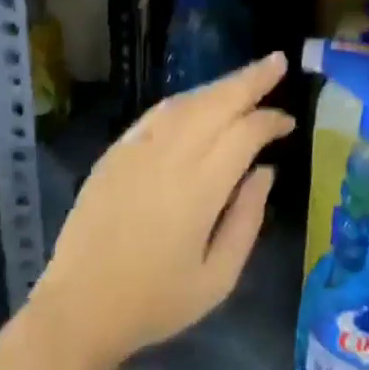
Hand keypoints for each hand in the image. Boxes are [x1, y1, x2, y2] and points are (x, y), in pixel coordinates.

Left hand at [32, 53, 292, 369]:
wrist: (80, 307)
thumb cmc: (156, 301)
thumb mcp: (218, 278)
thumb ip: (247, 220)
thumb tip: (264, 171)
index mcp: (199, 189)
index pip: (243, 134)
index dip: (269, 121)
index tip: (288, 124)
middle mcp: (169, 157)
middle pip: (216, 103)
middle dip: (250, 79)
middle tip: (277, 62)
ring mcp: (137, 150)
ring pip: (186, 103)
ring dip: (218, 86)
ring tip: (246, 79)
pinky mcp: (115, 153)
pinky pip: (156, 114)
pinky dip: (185, 101)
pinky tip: (199, 102)